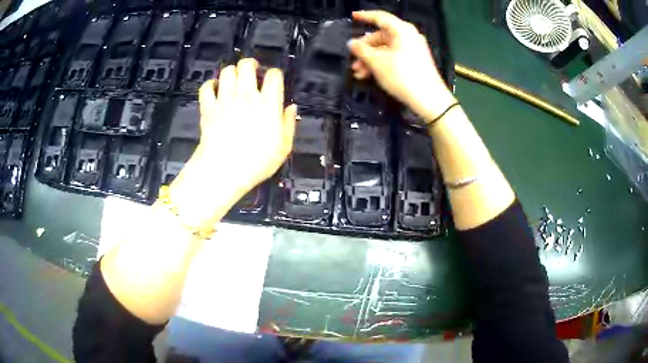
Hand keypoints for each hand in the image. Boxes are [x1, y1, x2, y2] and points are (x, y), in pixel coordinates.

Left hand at [168, 59, 296, 227]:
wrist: (223, 171)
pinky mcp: (208, 107)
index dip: (274, 74)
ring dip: (231, 73)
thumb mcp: (283, 147)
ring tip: (234, 81)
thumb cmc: (257, 162)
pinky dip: (210, 85)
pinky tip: (215, 90)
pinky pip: (206, 87)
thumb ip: (288, 124)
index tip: (273, 81)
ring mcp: (225, 99)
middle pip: (246, 65)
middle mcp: (246, 95)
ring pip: (227, 72)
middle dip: (250, 65)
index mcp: (268, 103)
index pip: (273, 75)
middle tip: (251, 73)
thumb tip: (291, 107)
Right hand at [348, 10, 455, 121]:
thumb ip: (361, 50)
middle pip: (381, 36)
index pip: (380, 17)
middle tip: (353, 61)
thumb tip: (351, 43)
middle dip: (365, 49)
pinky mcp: (415, 61)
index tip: (353, 17)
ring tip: (359, 73)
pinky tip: (369, 75)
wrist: (429, 99)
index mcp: (402, 30)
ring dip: (370, 59)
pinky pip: (393, 56)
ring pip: (385, 49)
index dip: (365, 16)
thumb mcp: (377, 62)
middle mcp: (408, 36)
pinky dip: (381, 63)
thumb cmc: (402, 76)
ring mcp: (413, 49)